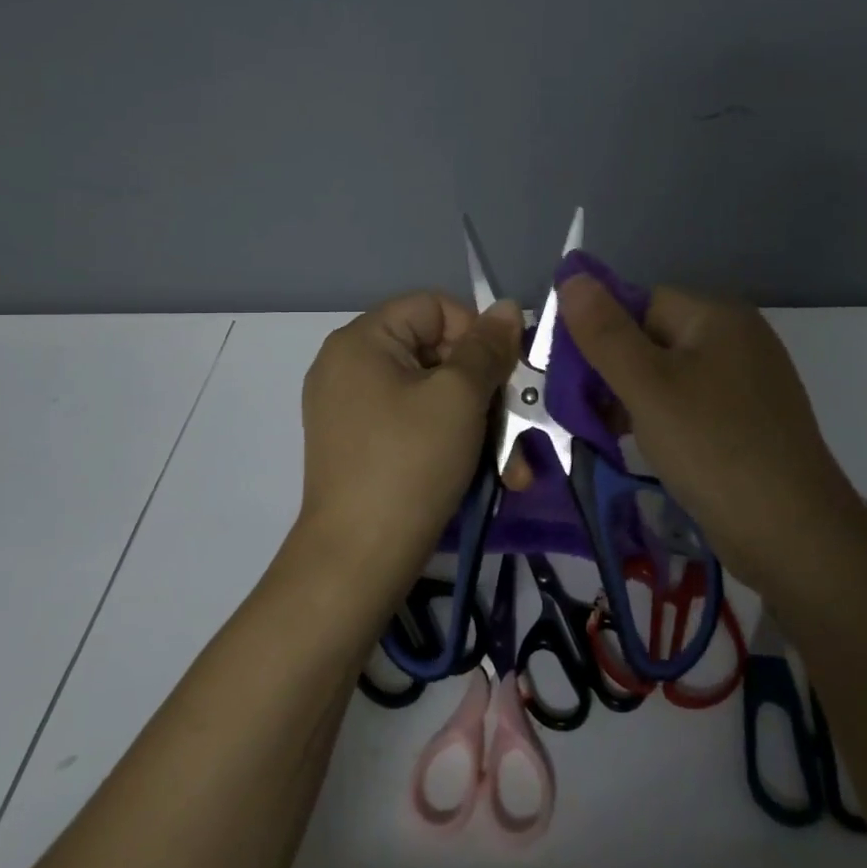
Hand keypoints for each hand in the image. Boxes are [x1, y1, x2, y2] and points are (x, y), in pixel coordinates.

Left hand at [293, 292, 522, 605]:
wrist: (357, 560)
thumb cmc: (410, 464)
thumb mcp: (459, 398)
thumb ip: (487, 348)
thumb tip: (508, 307)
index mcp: (361, 340)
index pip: (434, 307)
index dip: (477, 332)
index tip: (505, 374)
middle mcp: (348, 366)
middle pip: (434, 352)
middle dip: (484, 390)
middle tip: (518, 425)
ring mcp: (350, 409)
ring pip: (431, 395)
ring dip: (477, 424)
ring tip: (511, 466)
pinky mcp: (359, 446)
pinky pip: (414, 425)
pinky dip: (449, 442)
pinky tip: (485, 474)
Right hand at [557, 276, 866, 598]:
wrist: (792, 534)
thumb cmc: (712, 448)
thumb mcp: (646, 386)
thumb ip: (605, 332)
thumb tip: (572, 276)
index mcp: (717, 316)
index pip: (640, 303)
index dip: (604, 336)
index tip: (577, 380)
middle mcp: (737, 339)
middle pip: (654, 339)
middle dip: (616, 373)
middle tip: (590, 415)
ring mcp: (747, 382)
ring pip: (670, 377)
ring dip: (635, 401)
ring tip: (612, 436)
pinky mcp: (749, 421)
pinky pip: (692, 406)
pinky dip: (664, 422)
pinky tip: (650, 450)